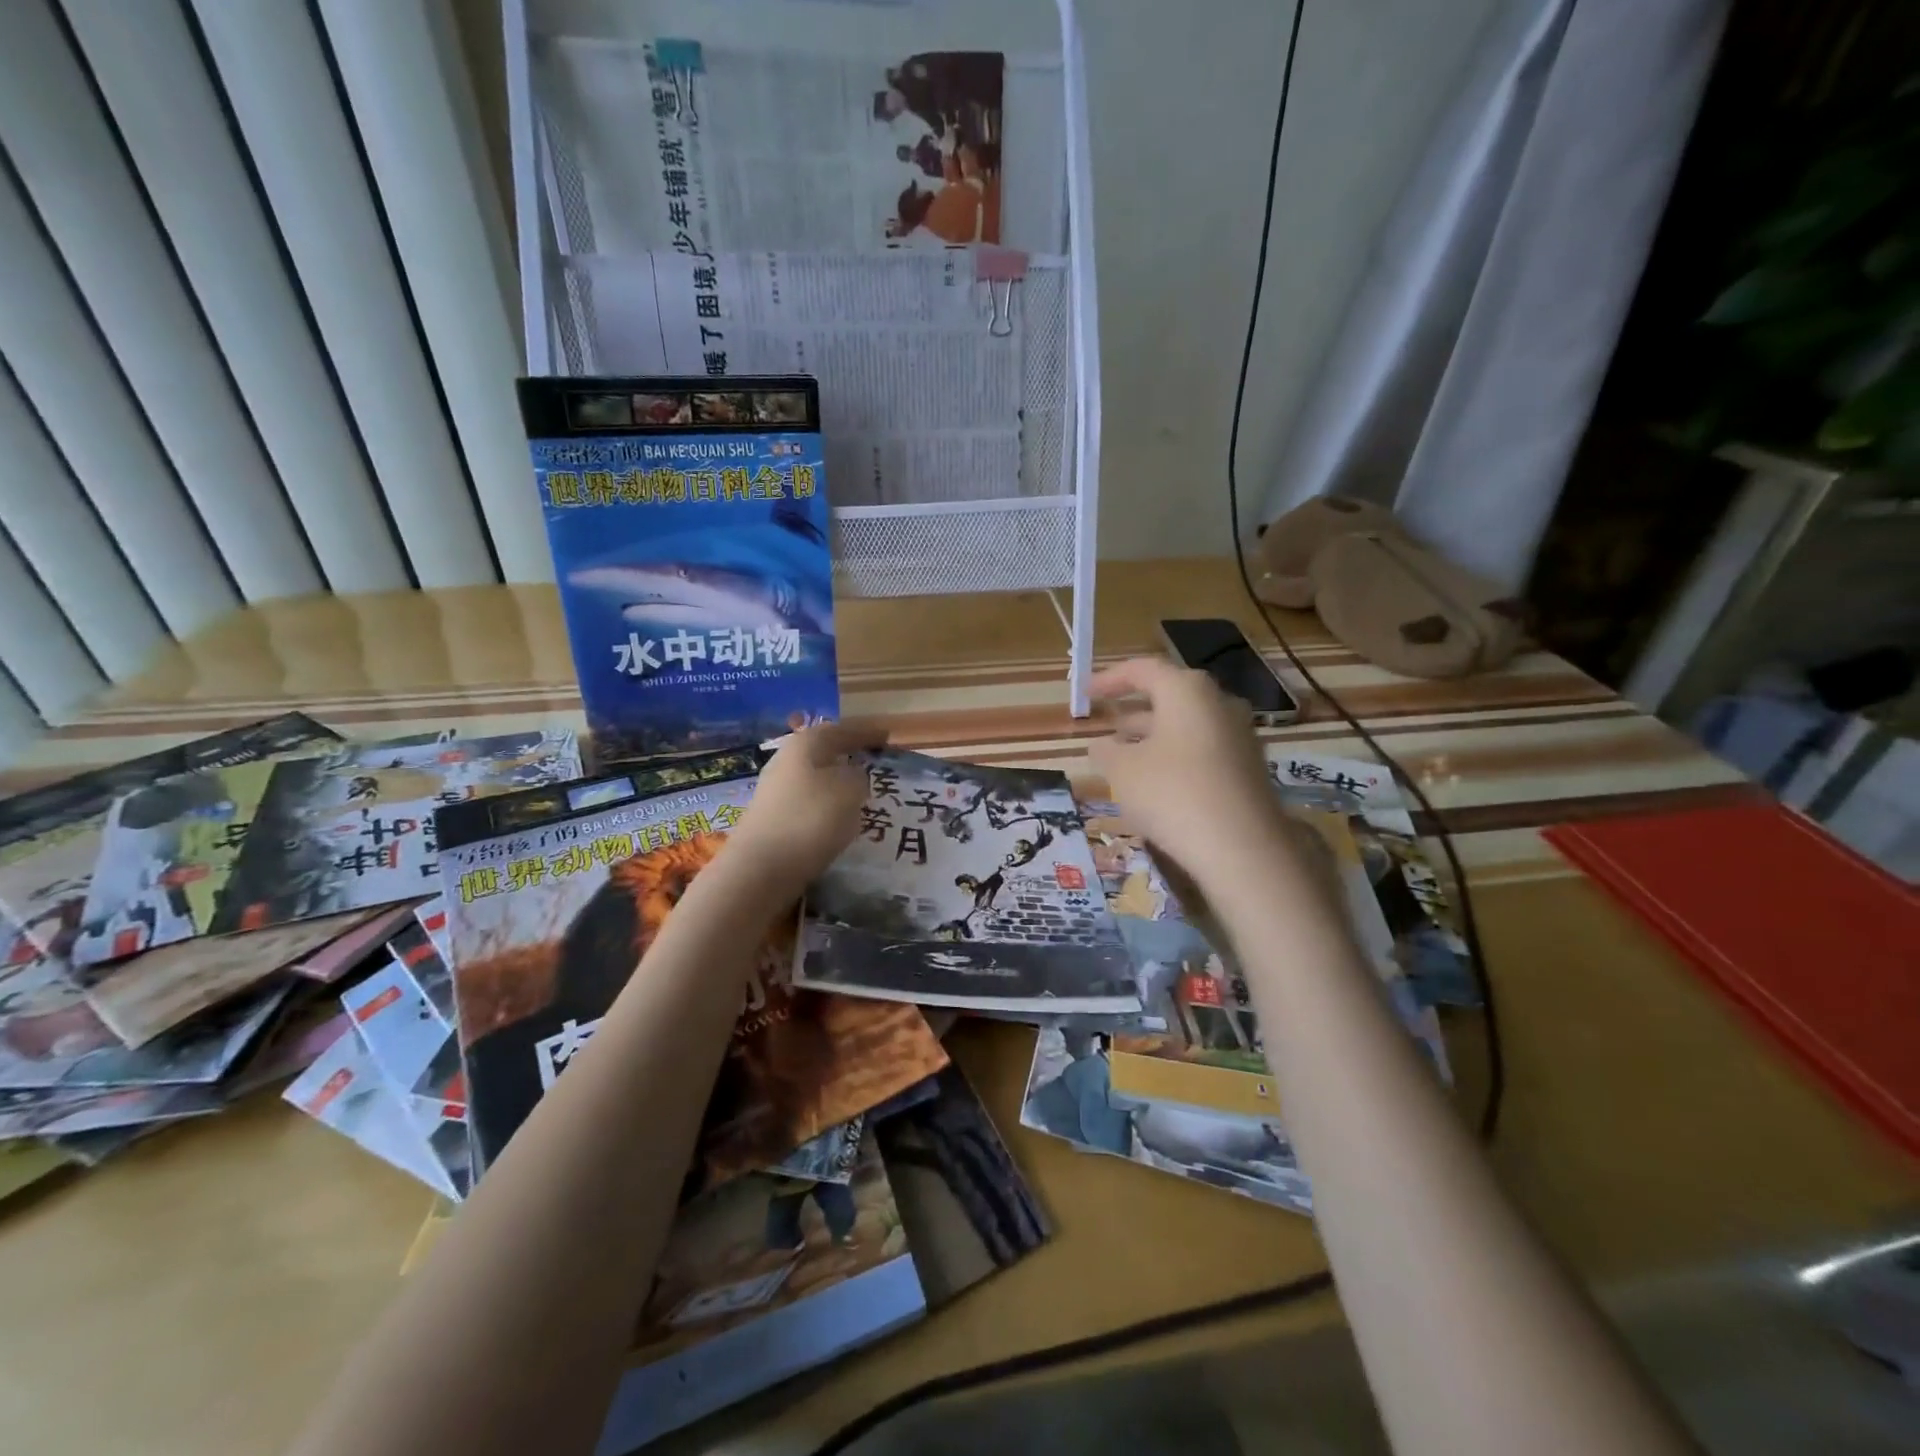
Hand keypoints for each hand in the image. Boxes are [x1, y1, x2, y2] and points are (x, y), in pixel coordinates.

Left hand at [725, 721, 888, 890]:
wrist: (760, 868)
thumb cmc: (810, 818)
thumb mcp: (850, 790)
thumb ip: (859, 776)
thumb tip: (852, 775)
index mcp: (805, 743)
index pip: (841, 729)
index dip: (866, 732)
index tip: (888, 736)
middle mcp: (786, 760)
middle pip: (823, 751)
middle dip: (849, 754)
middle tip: (874, 761)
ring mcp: (775, 790)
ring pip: (816, 778)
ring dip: (838, 782)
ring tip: (862, 792)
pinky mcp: (773, 819)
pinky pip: (809, 802)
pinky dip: (827, 804)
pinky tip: (840, 818)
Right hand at [1088, 657, 1285, 881]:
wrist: (1242, 849)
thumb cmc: (1172, 794)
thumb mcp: (1122, 771)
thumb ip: (1106, 751)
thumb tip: (1101, 744)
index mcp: (1187, 691)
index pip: (1143, 669)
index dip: (1110, 679)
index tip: (1085, 692)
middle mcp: (1219, 703)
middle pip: (1169, 694)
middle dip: (1133, 707)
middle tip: (1106, 721)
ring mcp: (1240, 735)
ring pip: (1186, 724)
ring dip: (1153, 734)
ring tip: (1123, 753)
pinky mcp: (1248, 768)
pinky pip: (1203, 748)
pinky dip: (1175, 754)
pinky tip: (1156, 780)